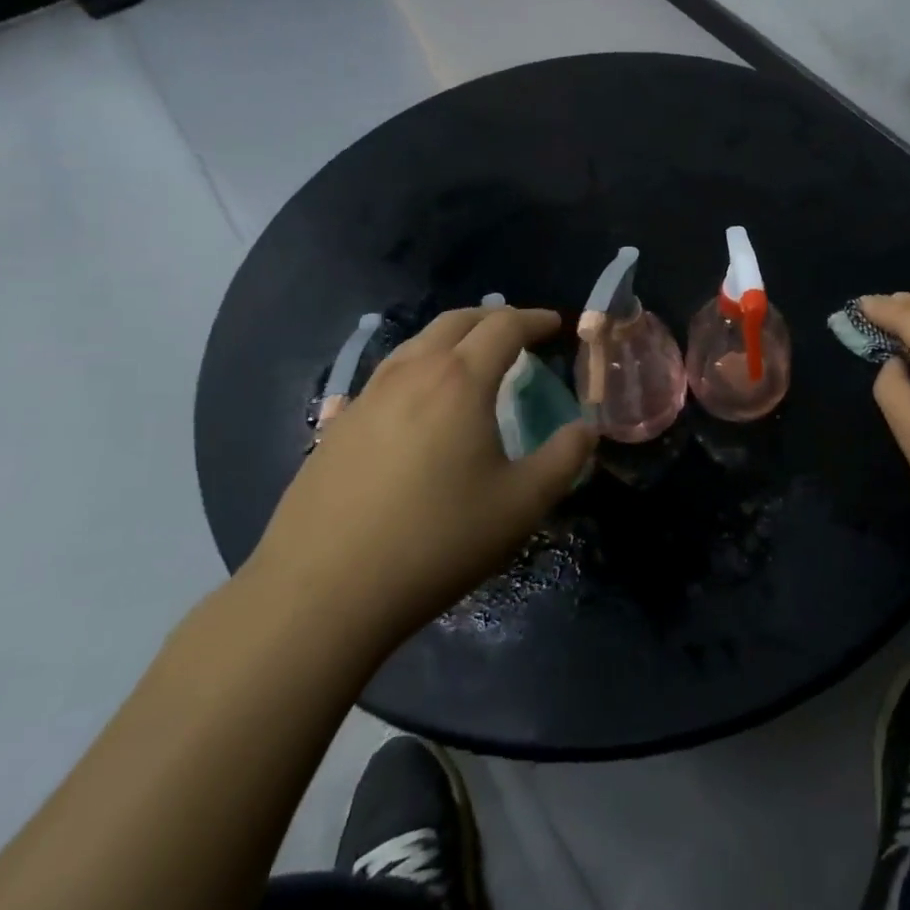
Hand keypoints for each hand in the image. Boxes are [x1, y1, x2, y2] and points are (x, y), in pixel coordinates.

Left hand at [247, 307, 593, 645]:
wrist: (322, 592)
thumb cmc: (436, 541)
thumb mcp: (521, 505)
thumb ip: (564, 459)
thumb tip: (586, 429)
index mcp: (459, 380)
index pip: (504, 326)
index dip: (534, 320)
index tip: (554, 325)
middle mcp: (411, 373)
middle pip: (456, 321)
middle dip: (493, 318)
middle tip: (518, 333)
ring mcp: (367, 397)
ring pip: (416, 343)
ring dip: (452, 338)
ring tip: (471, 359)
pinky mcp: (337, 425)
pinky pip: (387, 375)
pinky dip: (418, 367)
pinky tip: (419, 403)